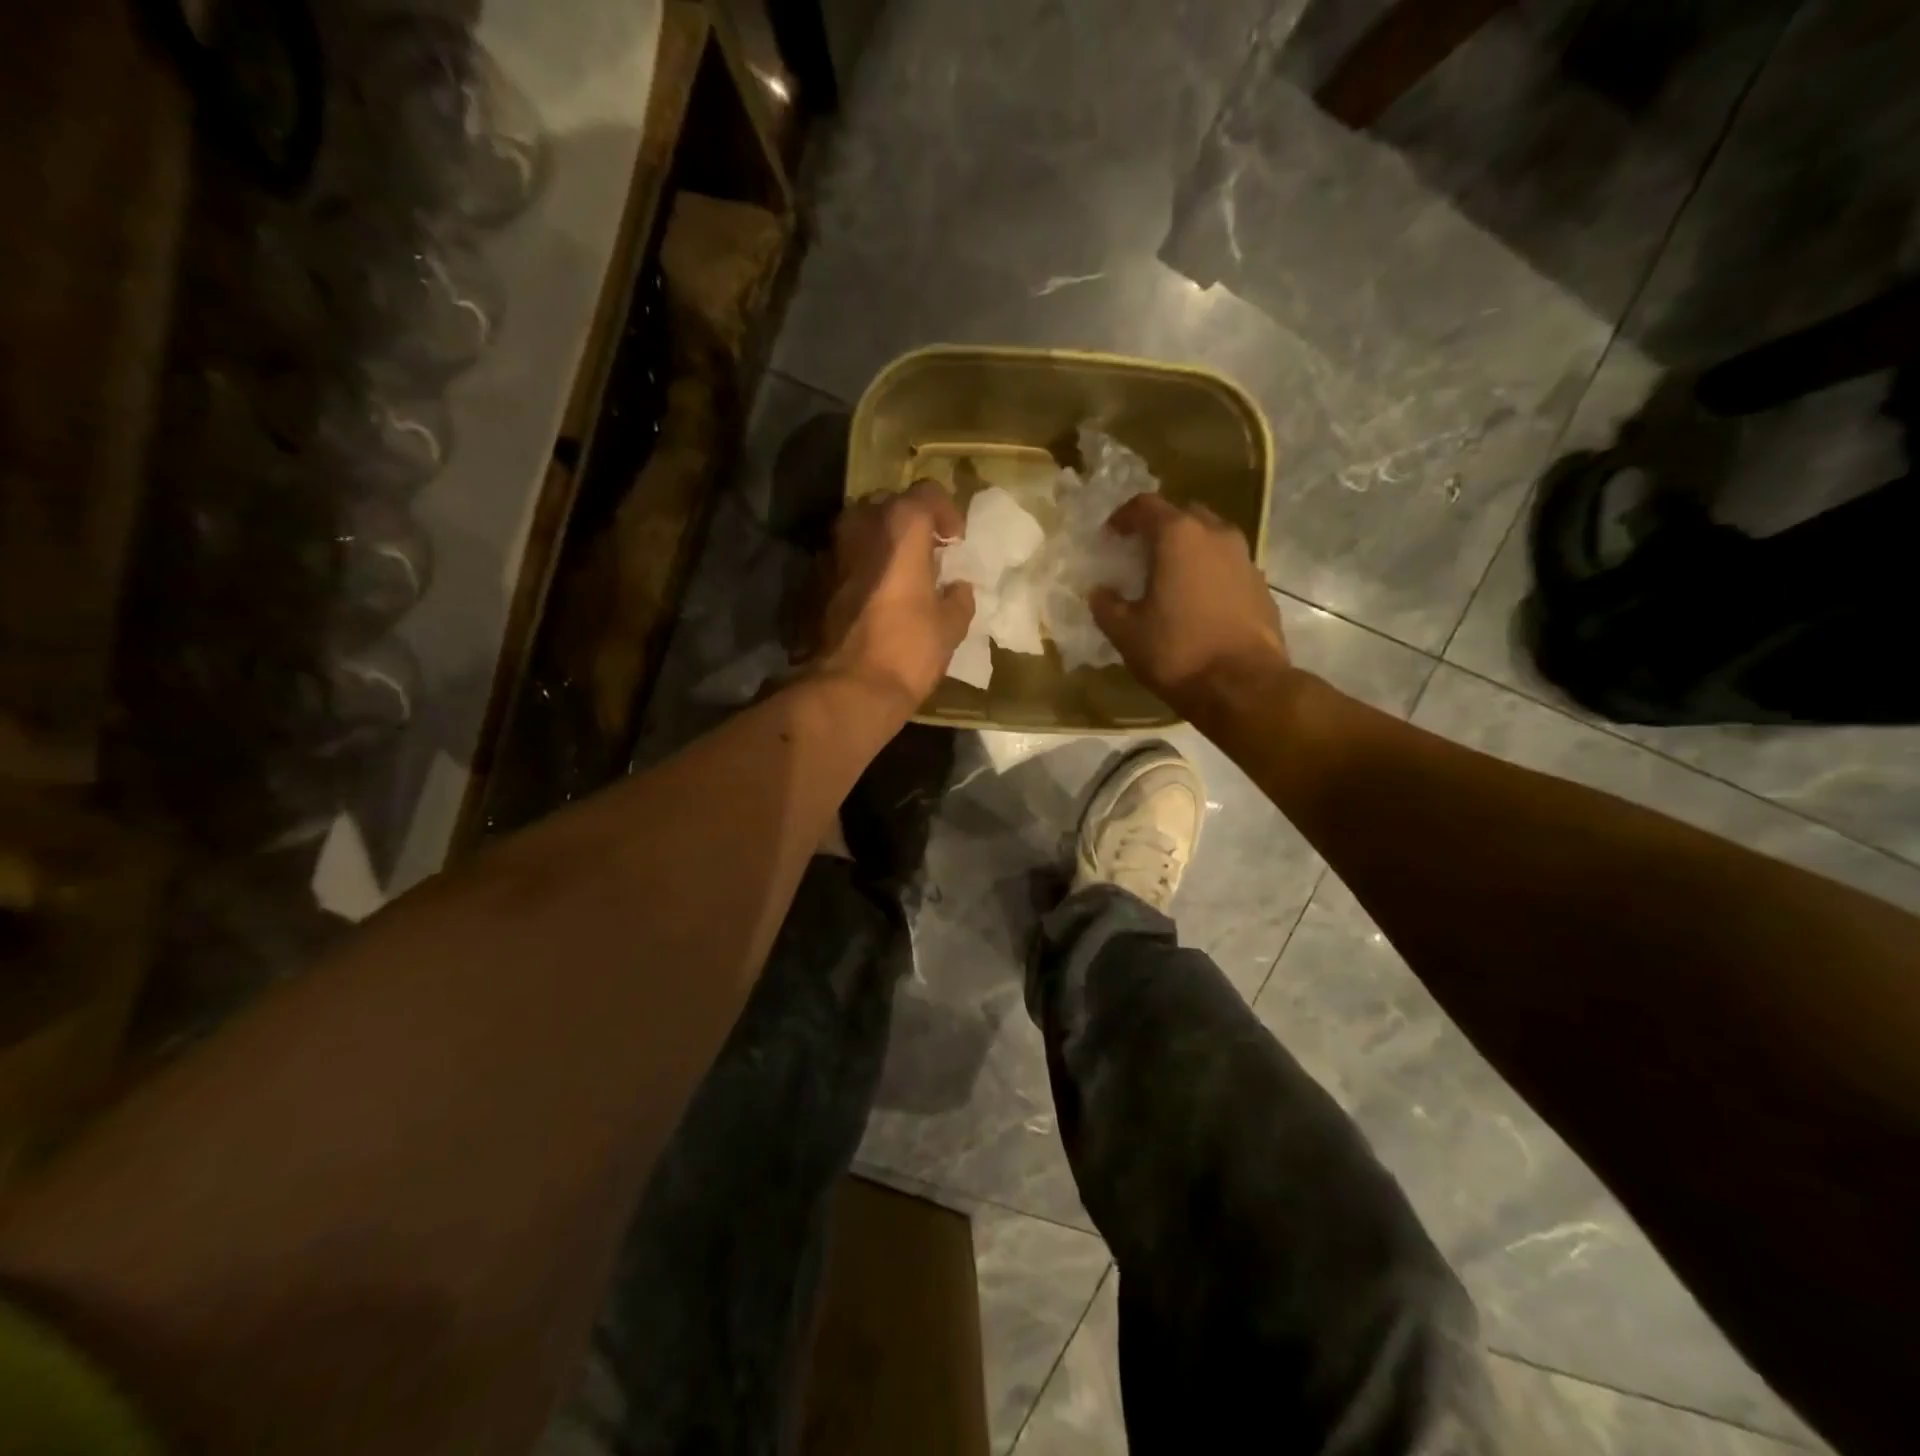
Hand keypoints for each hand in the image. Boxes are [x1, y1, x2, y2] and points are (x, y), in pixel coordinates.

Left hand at [814, 479, 975, 711]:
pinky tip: (875, 595)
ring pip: (861, 529)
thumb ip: (958, 599)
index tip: (956, 541)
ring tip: (900, 573)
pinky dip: (862, 566)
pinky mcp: (815, 580)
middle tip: (928, 552)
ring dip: (882, 543)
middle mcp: (861, 526)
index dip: (946, 512)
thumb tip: (958, 589)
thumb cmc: (908, 649)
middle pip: (888, 504)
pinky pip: (845, 559)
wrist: (849, 688)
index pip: (926, 493)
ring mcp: (832, 552)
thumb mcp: (950, 626)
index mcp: (900, 527)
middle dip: (910, 523)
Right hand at [1090, 495, 1289, 707]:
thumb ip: (1106, 605)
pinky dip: (1209, 573)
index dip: (1123, 517)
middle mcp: (1217, 535)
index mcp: (1179, 536)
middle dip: (1160, 529)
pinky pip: (1228, 566)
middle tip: (1140, 554)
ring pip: (1211, 539)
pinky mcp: (1261, 586)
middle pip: (1184, 515)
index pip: (1146, 506)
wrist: (1243, 686)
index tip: (1110, 536)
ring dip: (1189, 551)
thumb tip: (1099, 592)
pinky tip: (1197, 603)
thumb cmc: (1177, 652)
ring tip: (1169, 579)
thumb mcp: (1126, 632)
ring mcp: (1245, 559)